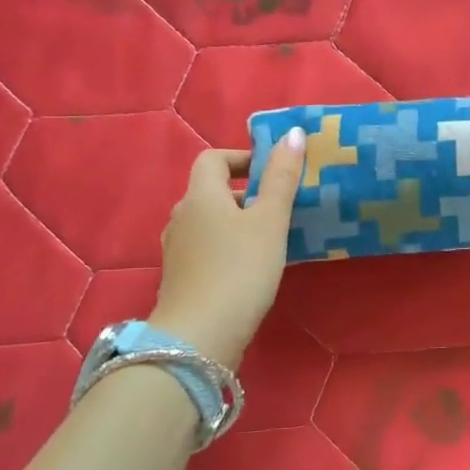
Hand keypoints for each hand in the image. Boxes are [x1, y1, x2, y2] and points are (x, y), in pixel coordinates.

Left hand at [148, 129, 306, 368]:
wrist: (200, 336)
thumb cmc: (240, 270)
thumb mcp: (269, 221)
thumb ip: (281, 178)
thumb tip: (292, 133)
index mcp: (200, 196)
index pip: (213, 159)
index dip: (242, 158)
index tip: (272, 172)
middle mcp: (182, 217)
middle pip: (211, 191)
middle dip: (245, 192)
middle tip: (281, 206)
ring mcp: (177, 250)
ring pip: (210, 222)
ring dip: (238, 221)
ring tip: (272, 237)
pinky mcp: (182, 278)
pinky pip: (207, 248)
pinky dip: (229, 246)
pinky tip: (252, 267)